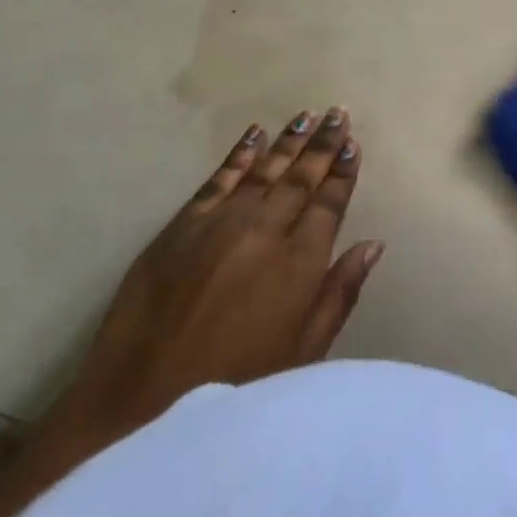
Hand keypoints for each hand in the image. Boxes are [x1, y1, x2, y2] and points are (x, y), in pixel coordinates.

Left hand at [39, 108, 383, 456]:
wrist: (143, 403)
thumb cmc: (237, 386)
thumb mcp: (303, 353)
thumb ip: (339, 293)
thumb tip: (373, 245)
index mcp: (299, 263)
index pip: (329, 203)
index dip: (343, 172)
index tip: (354, 144)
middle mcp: (264, 232)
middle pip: (300, 178)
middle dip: (323, 144)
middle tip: (339, 113)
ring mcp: (220, 224)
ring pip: (263, 171)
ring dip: (287, 142)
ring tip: (307, 116)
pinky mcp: (181, 226)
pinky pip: (217, 180)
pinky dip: (238, 155)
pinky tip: (253, 134)